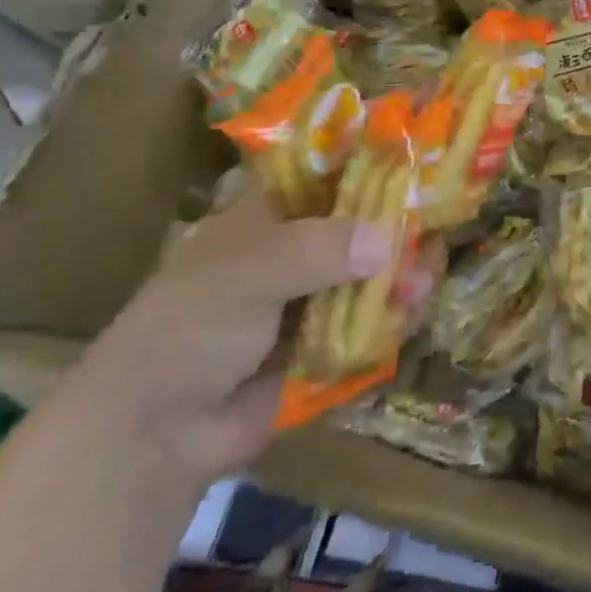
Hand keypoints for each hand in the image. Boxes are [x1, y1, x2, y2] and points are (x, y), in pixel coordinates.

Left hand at [65, 177, 431, 486]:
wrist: (154, 436)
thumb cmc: (188, 329)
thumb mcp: (246, 274)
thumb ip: (317, 250)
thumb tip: (390, 240)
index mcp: (271, 212)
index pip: (329, 169)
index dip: (372, 158)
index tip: (420, 155)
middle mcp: (300, 245)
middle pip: (365, 219)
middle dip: (402, 223)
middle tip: (436, 224)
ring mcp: (316, 294)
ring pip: (377, 268)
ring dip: (404, 271)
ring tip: (424, 279)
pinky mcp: (331, 339)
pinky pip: (375, 318)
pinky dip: (396, 314)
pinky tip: (412, 310)